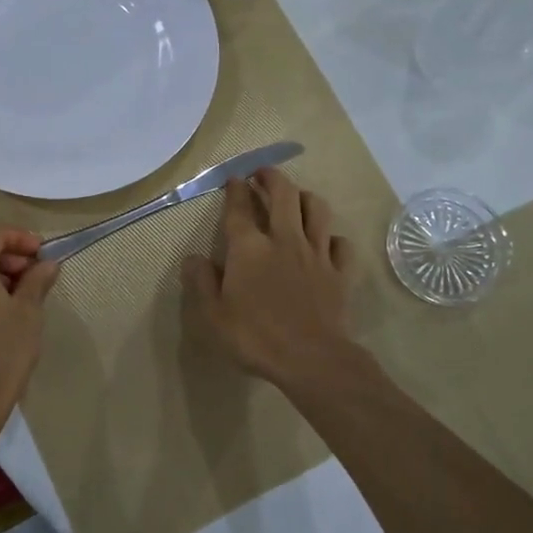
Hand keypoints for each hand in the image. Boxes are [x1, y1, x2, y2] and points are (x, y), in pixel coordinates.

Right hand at [182, 167, 354, 384]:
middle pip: (283, 194)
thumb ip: (201, 282)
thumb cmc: (255, 337)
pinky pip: (340, 244)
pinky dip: (332, 237)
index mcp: (249, 248)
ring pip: (317, 209)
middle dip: (272, 177)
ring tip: (296, 197)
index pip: (240, 208)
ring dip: (305, 196)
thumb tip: (192, 258)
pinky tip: (326, 242)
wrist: (311, 358)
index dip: (235, 190)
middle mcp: (284, 240)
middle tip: (263, 174)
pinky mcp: (339, 271)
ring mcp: (316, 253)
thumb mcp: (214, 315)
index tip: (234, 179)